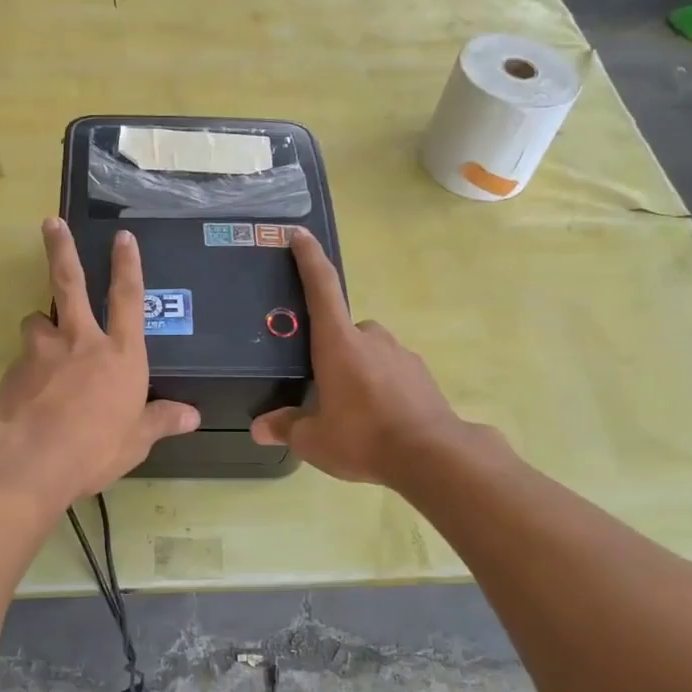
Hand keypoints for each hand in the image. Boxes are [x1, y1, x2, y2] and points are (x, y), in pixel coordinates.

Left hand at [0, 219, 198, 508]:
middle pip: (71, 284)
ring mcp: (43, 352)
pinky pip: (23, 359)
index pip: (128, 299)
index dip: (127, 266)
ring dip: (41, 324)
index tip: (123, 236)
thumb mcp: (136, 440)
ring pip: (37, 321)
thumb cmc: (94, 449)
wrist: (29, 460)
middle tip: (51, 223)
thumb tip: (193, 416)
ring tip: (42, 339)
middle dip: (62, 250)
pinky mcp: (13, 369)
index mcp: (121, 355)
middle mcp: (81, 342)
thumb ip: (160, 421)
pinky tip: (28, 391)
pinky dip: (28, 366)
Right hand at [250, 229, 475, 485]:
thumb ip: (285, 428)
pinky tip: (378, 419)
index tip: (300, 235)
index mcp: (338, 343)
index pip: (321, 288)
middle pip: (343, 330)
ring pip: (369, 352)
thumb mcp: (313, 439)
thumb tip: (259, 428)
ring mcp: (401, 354)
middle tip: (320, 385)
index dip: (309, 259)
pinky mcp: (421, 375)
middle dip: (331, 350)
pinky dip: (381, 386)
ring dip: (357, 370)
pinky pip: (391, 371)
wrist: (431, 456)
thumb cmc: (363, 437)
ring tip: (351, 411)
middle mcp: (371, 338)